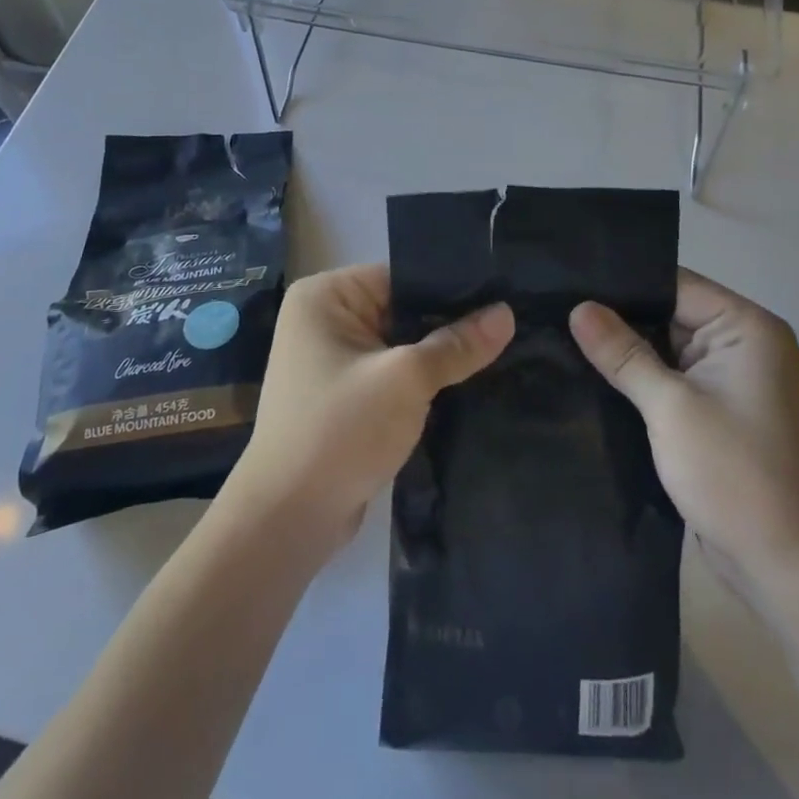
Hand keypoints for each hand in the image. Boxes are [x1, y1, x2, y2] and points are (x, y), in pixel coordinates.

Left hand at [223, 264, 512, 551]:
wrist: (288, 520)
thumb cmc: (340, 431)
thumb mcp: (406, 380)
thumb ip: (456, 346)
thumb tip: (507, 314)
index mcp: (325, 295)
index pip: (401, 277)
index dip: (451, 290)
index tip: (502, 298)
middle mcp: (323, 318)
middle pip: (402, 311)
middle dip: (448, 326)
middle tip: (511, 328)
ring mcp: (331, 360)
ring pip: (400, 346)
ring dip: (437, 359)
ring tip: (500, 354)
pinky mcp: (343, 397)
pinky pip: (391, 376)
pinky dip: (421, 384)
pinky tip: (466, 387)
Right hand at [569, 270, 798, 598]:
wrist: (783, 568)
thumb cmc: (733, 475)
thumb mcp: (670, 407)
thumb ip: (622, 353)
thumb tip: (577, 307)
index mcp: (747, 327)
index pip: (674, 284)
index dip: (622, 284)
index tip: (569, 283)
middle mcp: (744, 343)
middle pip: (669, 312)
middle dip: (619, 317)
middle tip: (557, 309)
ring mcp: (732, 377)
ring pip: (666, 345)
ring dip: (626, 349)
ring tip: (564, 335)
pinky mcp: (719, 408)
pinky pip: (673, 376)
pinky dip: (640, 377)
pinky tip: (595, 373)